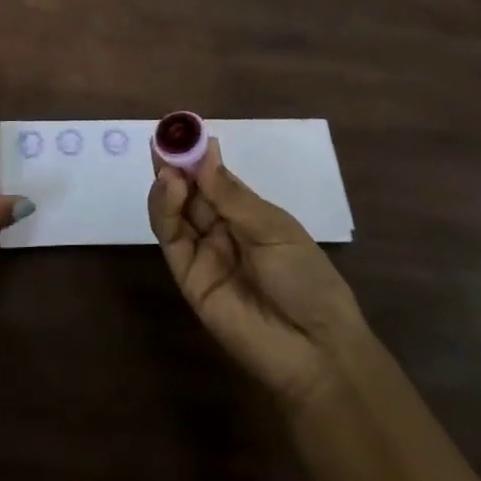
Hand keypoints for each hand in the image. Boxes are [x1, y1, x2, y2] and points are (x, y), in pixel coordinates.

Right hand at [148, 136, 369, 409]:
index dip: (197, 156)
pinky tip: (170, 188)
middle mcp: (221, 230)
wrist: (316, 350)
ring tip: (167, 165)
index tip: (182, 130)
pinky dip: (165, 211)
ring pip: (174, 212)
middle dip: (175, 165)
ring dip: (167, 185)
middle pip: (189, 192)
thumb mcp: (274, 229)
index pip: (213, 178)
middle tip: (163, 139)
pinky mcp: (188, 277)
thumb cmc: (307, 279)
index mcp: (247, 214)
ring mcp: (203, 253)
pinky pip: (172, 239)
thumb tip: (204, 151)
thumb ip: (231, 194)